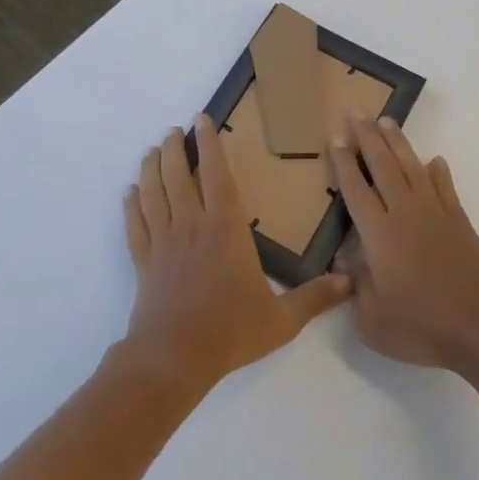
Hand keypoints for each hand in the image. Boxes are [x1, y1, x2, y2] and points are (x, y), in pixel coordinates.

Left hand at [123, 115, 351, 395]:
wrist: (173, 359)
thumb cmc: (230, 332)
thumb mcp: (282, 319)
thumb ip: (315, 298)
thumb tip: (350, 282)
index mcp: (225, 228)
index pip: (215, 174)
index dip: (209, 144)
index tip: (201, 120)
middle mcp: (192, 224)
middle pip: (178, 175)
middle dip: (174, 148)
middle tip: (173, 131)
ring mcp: (163, 242)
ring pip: (153, 193)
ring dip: (151, 168)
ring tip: (151, 151)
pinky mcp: (144, 262)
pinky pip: (135, 224)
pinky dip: (131, 204)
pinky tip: (129, 192)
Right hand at [330, 115, 478, 374]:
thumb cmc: (422, 327)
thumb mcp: (373, 320)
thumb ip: (357, 287)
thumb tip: (346, 261)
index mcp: (379, 235)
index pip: (355, 189)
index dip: (344, 163)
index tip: (336, 138)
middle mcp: (405, 213)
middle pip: (383, 166)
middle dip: (367, 137)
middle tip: (357, 112)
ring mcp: (435, 214)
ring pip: (412, 168)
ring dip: (398, 143)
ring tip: (387, 121)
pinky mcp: (460, 222)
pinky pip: (445, 188)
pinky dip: (438, 172)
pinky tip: (434, 160)